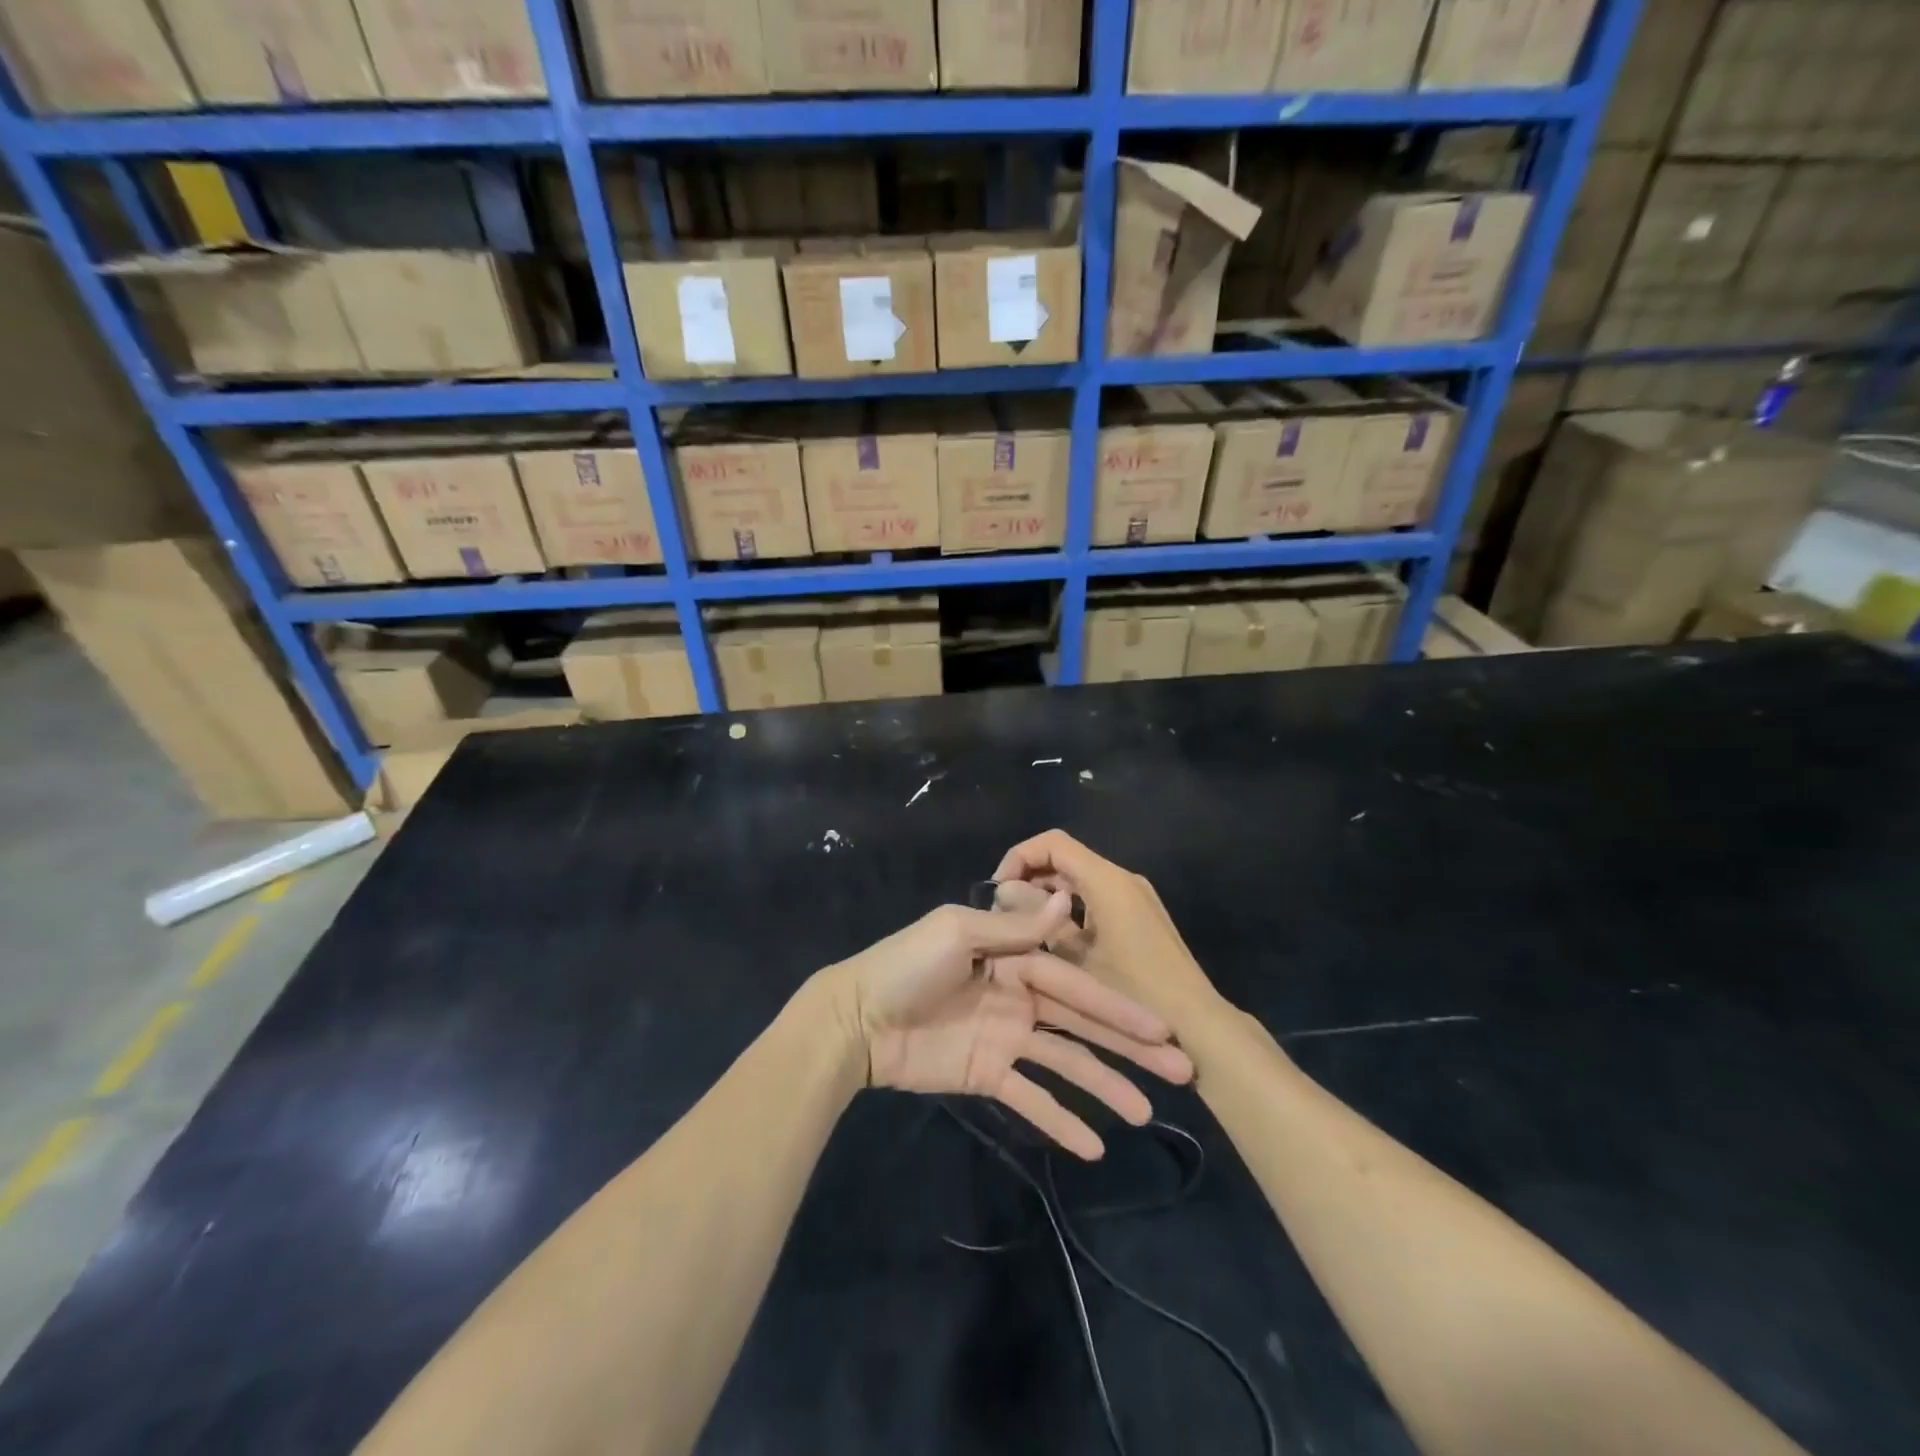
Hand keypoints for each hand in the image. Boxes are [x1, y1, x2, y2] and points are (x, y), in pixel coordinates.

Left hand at [818, 893, 1193, 1159]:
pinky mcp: (989, 1075)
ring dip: (1106, 1085)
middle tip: (1181, 1068)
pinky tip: (1095, 1147)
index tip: (1162, 1025)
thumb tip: (1066, 901)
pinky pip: (1030, 1098)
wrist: (855, 1019)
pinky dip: (1060, 1120)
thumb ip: (1013, 929)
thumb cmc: (906, 966)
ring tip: (1148, 1112)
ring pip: (1066, 1062)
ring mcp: (1006, 1038)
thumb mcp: (957, 934)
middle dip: (1129, 1043)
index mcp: (1014, 958)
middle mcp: (1019, 996)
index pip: (1076, 982)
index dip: (1118, 1004)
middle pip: (1082, 1022)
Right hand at [992, 830, 1222, 1030]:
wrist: (1198, 1027)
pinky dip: (1069, 909)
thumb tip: (1006, 893)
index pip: (1052, 843)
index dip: (1019, 857)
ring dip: (1047, 896)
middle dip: (1029, 879)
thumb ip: (1036, 921)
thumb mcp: (1075, 962)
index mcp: (1107, 881)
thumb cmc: (1133, 994)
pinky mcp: (1139, 917)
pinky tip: (1052, 943)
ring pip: (1079, 880)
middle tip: (1004, 914)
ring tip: (1021, 930)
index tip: (997, 891)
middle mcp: (1122, 879)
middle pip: (1065, 858)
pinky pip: (1094, 898)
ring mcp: (1134, 897)